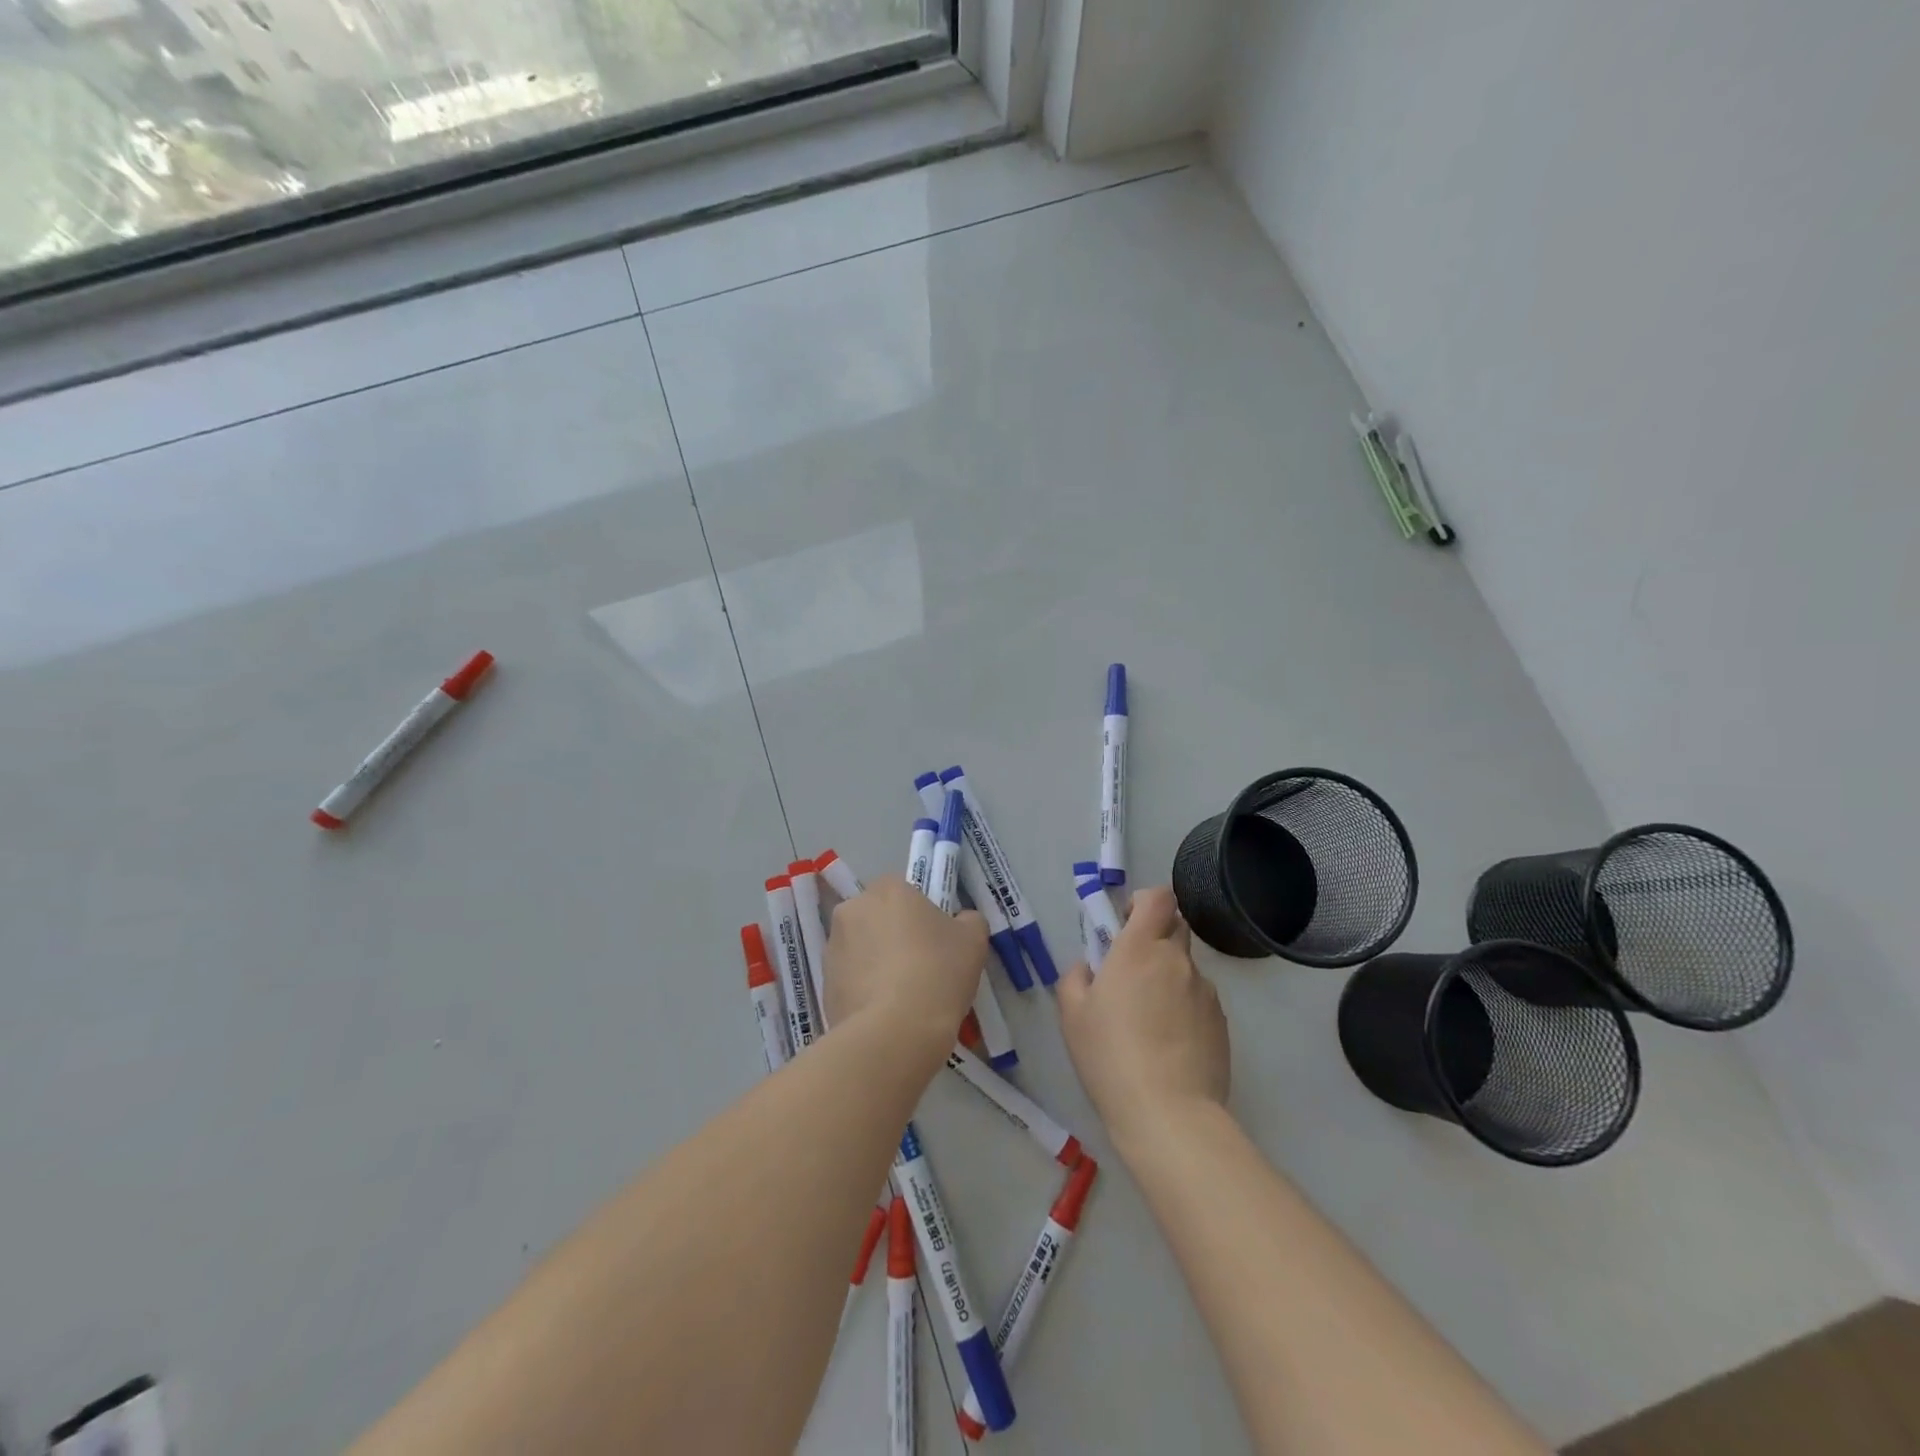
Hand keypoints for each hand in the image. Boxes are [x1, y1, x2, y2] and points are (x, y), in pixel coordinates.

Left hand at [824, 877, 987, 1057]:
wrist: (895, 1032)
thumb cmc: (937, 972)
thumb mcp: (973, 940)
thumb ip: (968, 921)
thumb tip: (961, 922)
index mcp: (888, 889)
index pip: (903, 890)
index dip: (920, 914)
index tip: (935, 940)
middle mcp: (853, 909)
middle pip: (877, 916)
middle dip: (892, 934)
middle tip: (920, 966)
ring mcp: (833, 947)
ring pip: (860, 947)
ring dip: (876, 962)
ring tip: (901, 996)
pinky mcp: (823, 983)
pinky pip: (849, 978)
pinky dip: (863, 989)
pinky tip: (884, 1013)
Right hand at [1056, 886, 1230, 1148]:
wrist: (1168, 1113)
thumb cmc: (1110, 1056)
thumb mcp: (1072, 1015)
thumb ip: (1075, 978)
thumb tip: (1090, 968)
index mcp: (1139, 949)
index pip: (1157, 898)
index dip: (1143, 903)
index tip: (1126, 924)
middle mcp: (1177, 961)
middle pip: (1175, 926)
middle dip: (1156, 936)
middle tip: (1133, 970)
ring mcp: (1205, 991)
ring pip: (1187, 967)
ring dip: (1169, 977)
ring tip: (1150, 1021)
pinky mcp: (1222, 1022)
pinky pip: (1200, 999)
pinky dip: (1185, 1008)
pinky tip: (1170, 1044)